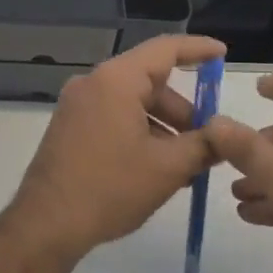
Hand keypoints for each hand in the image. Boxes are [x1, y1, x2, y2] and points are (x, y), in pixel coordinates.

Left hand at [9, 33, 225, 261]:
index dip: (198, 49)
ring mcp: (77, 105)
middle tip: (209, 140)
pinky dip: (140, 133)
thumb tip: (225, 135)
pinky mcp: (70, 127)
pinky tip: (157, 167)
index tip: (223, 54)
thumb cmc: (110, 188)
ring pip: (133, 103)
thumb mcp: (167, 168)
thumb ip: (204, 145)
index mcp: (116, 80)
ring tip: (187, 164)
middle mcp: (93, 82)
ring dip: (163, 127)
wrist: (47, 223)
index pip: (165, 49)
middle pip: (150, 81)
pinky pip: (114, 117)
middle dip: (183, 109)